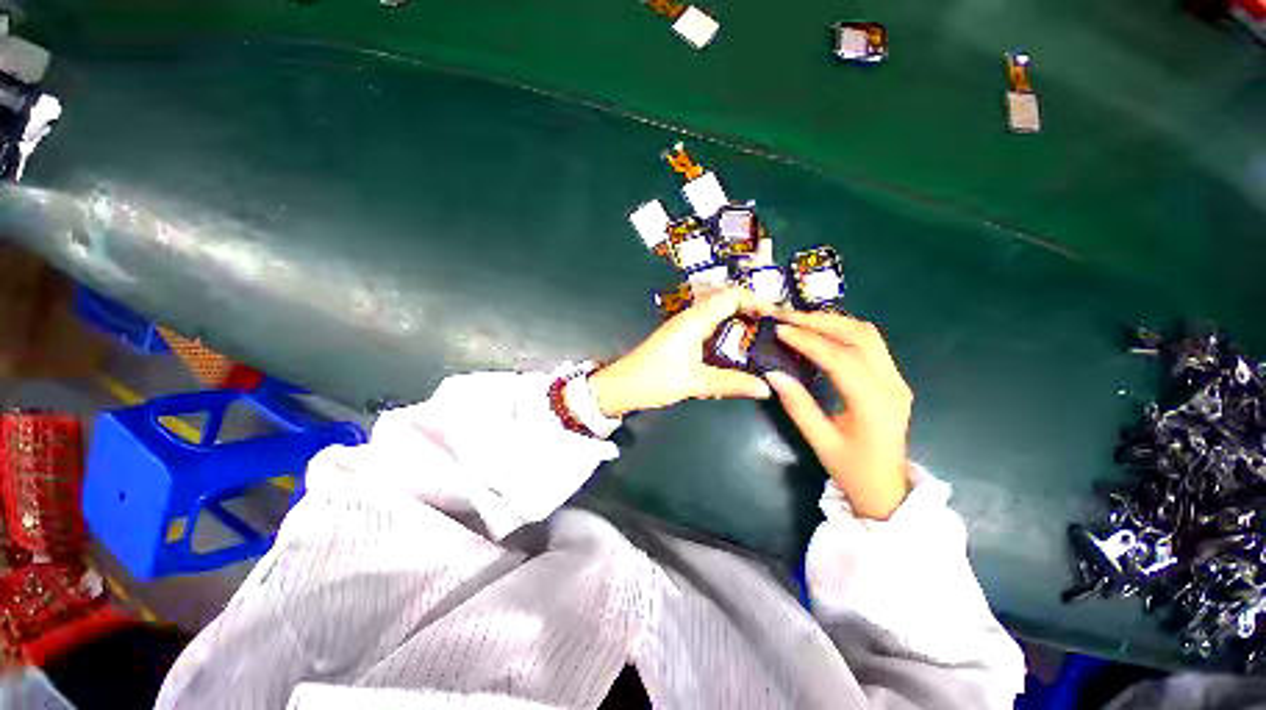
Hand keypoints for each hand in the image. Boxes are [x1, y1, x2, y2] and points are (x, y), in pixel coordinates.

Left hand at [589, 289, 771, 416]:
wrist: (621, 386)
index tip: (776, 317)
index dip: (756, 300)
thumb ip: (732, 382)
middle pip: (726, 300)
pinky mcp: (681, 337)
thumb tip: (767, 387)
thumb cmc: (655, 379)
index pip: (731, 295)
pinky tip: (737, 345)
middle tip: (774, 326)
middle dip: (751, 308)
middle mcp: (690, 317)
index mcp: (695, 320)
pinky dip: (727, 328)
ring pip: (717, 312)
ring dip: (739, 317)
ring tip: (762, 333)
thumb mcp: (695, 382)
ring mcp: (684, 326)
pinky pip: (710, 324)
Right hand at [764, 310, 911, 519]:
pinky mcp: (892, 378)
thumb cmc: (851, 469)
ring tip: (799, 319)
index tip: (781, 330)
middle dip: (820, 322)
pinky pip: (870, 343)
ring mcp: (897, 379)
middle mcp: (892, 385)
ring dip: (833, 322)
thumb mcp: (819, 441)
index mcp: (875, 405)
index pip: (842, 360)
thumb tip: (772, 373)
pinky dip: (843, 330)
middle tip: (786, 317)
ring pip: (868, 335)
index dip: (809, 342)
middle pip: (860, 337)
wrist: (886, 487)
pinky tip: (820, 330)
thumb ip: (797, 405)